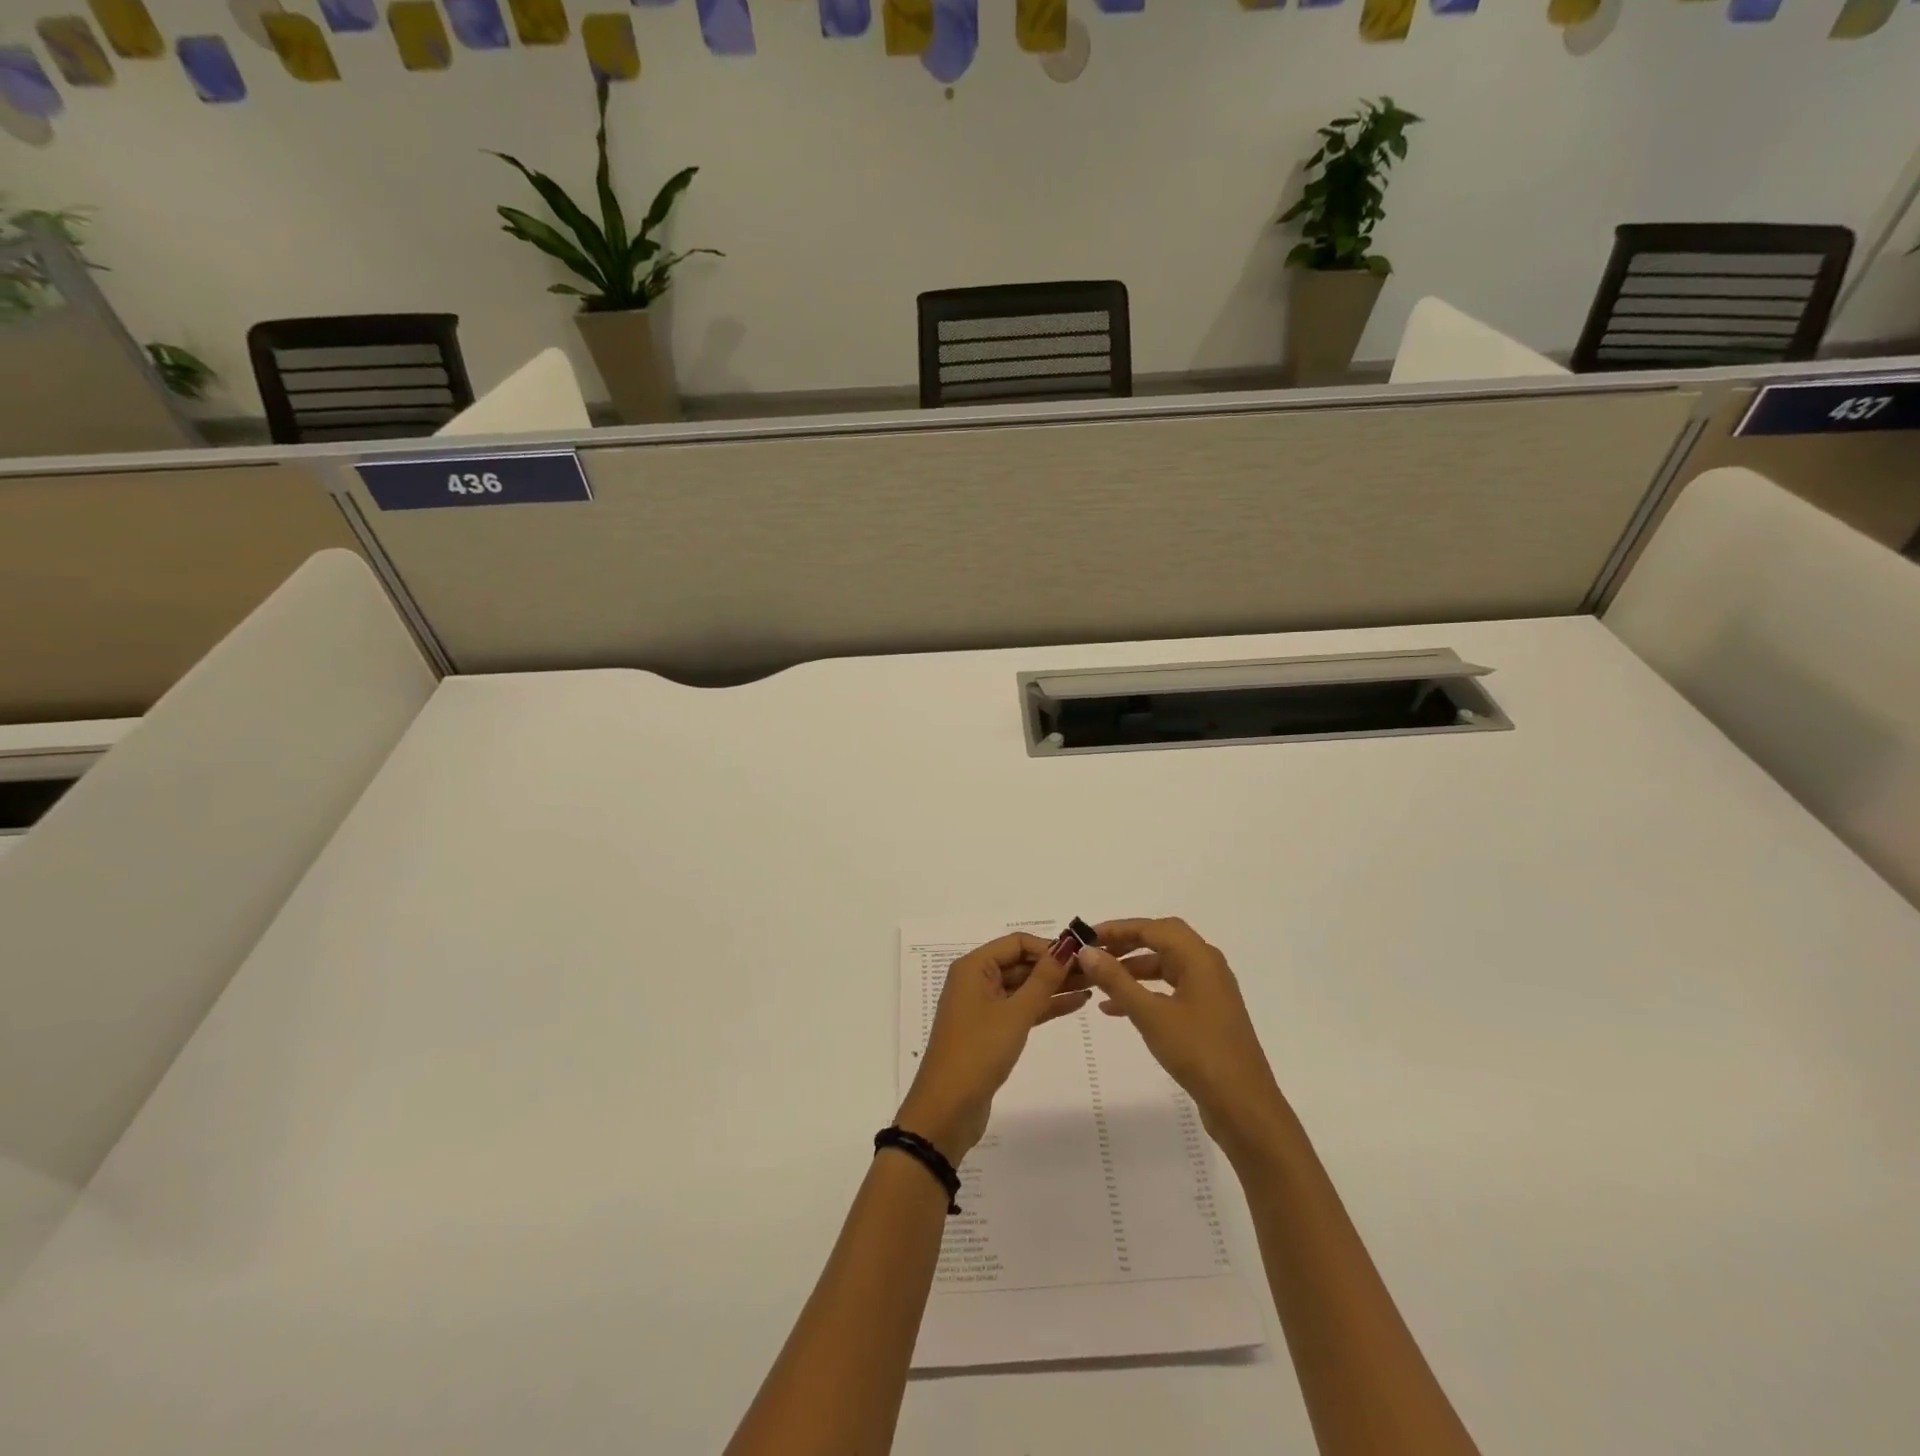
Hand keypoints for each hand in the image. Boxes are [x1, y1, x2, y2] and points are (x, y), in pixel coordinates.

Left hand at [896, 932, 1090, 1163]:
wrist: (947, 1109)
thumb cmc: (978, 1052)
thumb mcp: (1015, 1013)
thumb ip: (1043, 979)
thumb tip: (1067, 946)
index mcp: (974, 967)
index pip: (1016, 943)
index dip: (1048, 946)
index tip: (1082, 955)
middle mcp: (976, 981)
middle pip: (1020, 963)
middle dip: (1055, 966)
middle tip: (1096, 971)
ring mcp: (983, 1007)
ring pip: (1023, 987)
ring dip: (1054, 986)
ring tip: (1094, 985)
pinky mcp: (991, 1032)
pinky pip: (1021, 1009)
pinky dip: (1045, 1006)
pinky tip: (1076, 1004)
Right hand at [1076, 918, 1288, 1157]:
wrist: (1244, 1107)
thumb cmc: (1198, 1052)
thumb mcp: (1150, 1014)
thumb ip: (1116, 980)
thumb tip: (1086, 951)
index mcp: (1199, 957)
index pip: (1152, 927)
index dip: (1117, 928)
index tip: (1085, 937)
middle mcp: (1207, 966)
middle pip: (1161, 941)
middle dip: (1125, 944)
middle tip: (1094, 953)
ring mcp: (1210, 991)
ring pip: (1165, 966)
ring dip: (1133, 970)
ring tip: (1099, 981)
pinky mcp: (1208, 1015)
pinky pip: (1170, 990)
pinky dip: (1145, 992)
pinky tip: (1116, 1009)